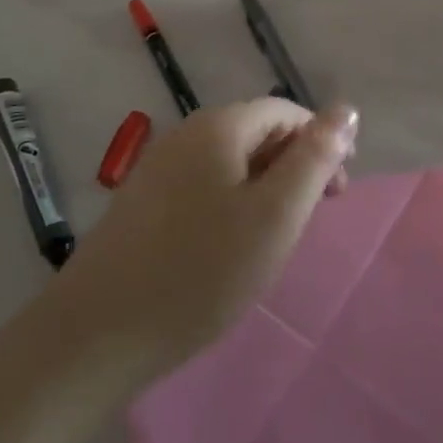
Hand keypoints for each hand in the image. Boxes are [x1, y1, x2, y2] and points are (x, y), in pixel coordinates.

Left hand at [56, 99, 360, 383]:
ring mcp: (157, 167)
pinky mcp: (141, 201)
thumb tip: (345, 109)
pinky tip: (230, 244)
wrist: (97, 333)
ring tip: (275, 235)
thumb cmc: (201, 271)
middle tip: (312, 217)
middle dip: (293, 164)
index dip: (320, 142)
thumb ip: (314, 159)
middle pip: (255, 131)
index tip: (338, 192)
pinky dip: (230, 202)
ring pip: (228, 161)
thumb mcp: (275, 215)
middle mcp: (184, 133)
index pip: (284, 112)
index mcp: (218, 126)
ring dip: (263, 186)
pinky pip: (201, 185)